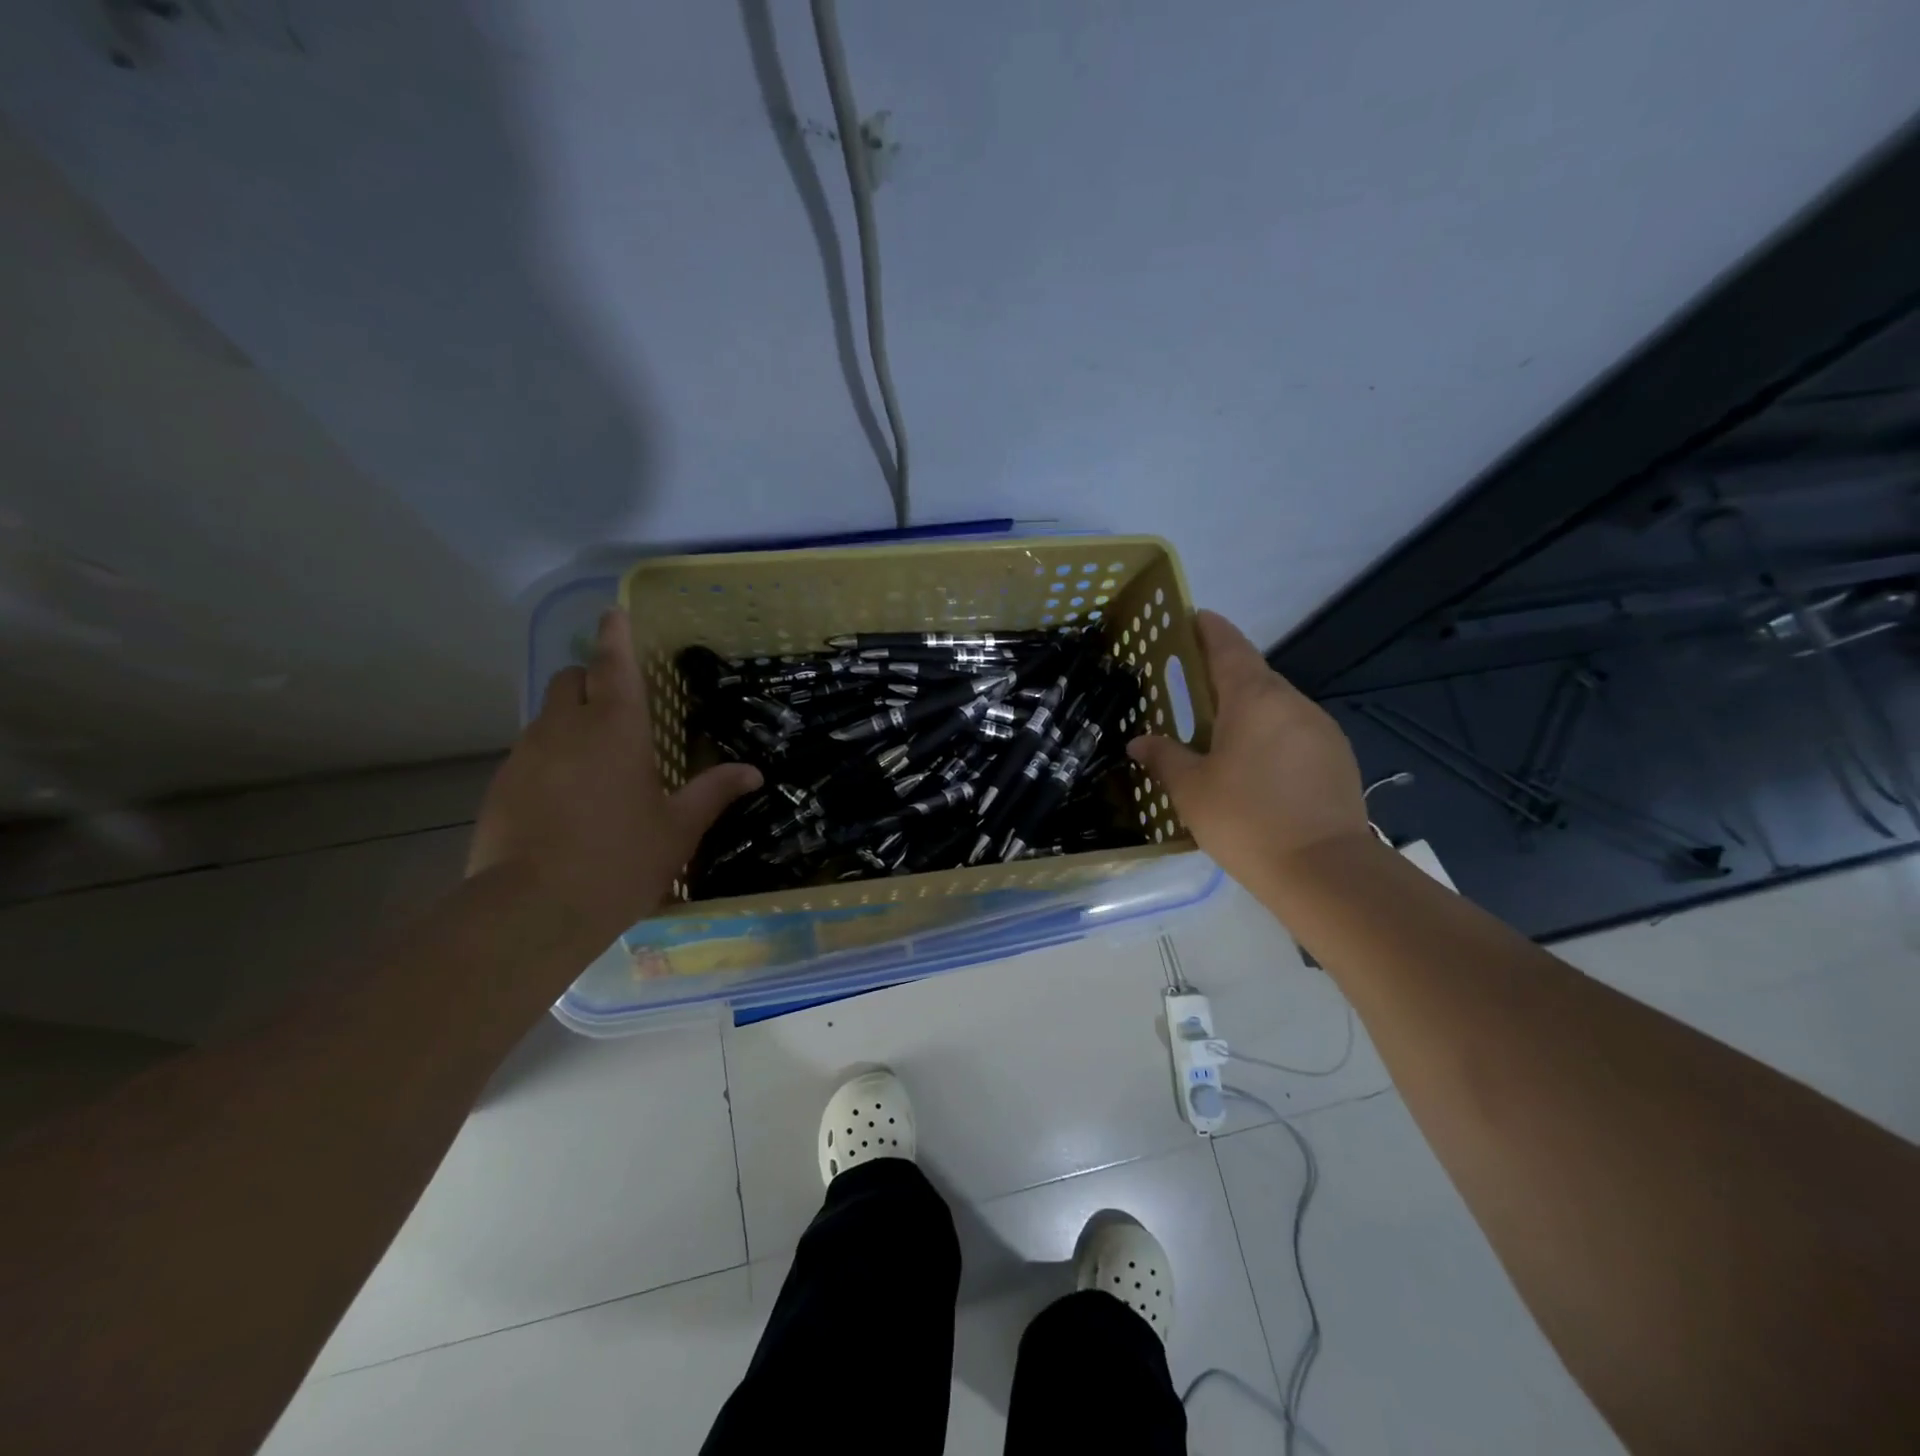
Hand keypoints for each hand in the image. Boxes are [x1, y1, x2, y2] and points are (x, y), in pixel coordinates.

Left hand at [468, 609, 761, 946]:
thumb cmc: (619, 861)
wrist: (531, 910)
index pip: (614, 663)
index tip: (614, 612)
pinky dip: (551, 758)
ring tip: (597, 765)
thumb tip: (753, 772)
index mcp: (616, 729)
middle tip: (618, 708)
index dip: (616, 635)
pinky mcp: (500, 785)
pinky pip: (530, 753)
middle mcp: (566, 728)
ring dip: (572, 722)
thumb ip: (713, 792)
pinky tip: (567, 801)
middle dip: (591, 679)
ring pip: (548, 717)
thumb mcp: (678, 829)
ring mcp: (525, 755)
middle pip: (571, 680)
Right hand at [1127, 610, 1368, 891]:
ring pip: (1276, 707)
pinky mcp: (1337, 758)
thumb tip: (1139, 742)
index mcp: (1254, 698)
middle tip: (1190, 688)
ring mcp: (1321, 729)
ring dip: (1247, 710)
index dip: (1208, 629)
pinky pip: (1294, 733)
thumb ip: (1163, 758)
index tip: (1192, 617)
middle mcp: (1292, 702)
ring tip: (1219, 734)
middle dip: (1222, 675)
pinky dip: (1270, 736)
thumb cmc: (1246, 820)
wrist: (1325, 871)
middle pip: (1253, 675)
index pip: (1228, 646)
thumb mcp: (1191, 790)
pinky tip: (1255, 767)